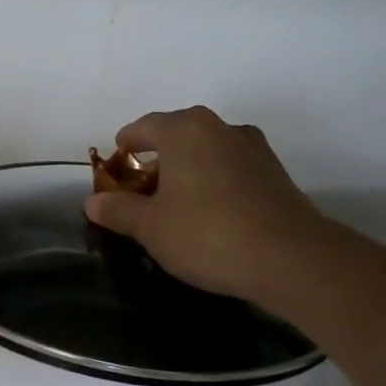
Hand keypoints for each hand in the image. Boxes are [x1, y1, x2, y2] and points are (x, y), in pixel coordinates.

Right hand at [84, 107, 331, 303]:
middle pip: (177, 135)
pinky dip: (212, 182)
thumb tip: (94, 202)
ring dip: (186, 170)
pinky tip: (208, 214)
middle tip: (140, 190)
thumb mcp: (150, 227)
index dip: (124, 146)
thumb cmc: (207, 234)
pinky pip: (230, 169)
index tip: (114, 167)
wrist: (291, 259)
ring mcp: (253, 148)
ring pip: (206, 151)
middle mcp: (220, 128)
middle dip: (155, 159)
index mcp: (185, 130)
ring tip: (173, 205)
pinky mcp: (275, 173)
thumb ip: (118, 210)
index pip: (143, 127)